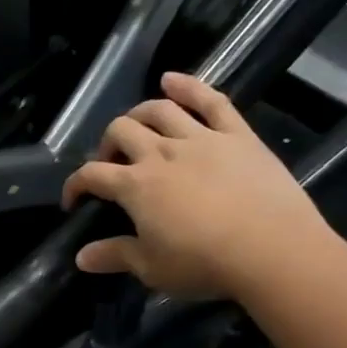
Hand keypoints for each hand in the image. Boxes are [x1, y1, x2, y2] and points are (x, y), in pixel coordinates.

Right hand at [60, 71, 338, 300]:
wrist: (273, 251)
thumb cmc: (203, 264)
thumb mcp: (151, 268)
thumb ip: (114, 256)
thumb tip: (81, 257)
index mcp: (135, 186)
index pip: (91, 174)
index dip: (75, 185)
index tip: (73, 201)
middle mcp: (161, 153)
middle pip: (121, 132)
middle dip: (107, 145)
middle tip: (111, 164)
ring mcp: (201, 139)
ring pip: (159, 110)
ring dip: (139, 113)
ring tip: (135, 125)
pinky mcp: (237, 136)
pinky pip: (212, 101)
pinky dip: (189, 86)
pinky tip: (171, 79)